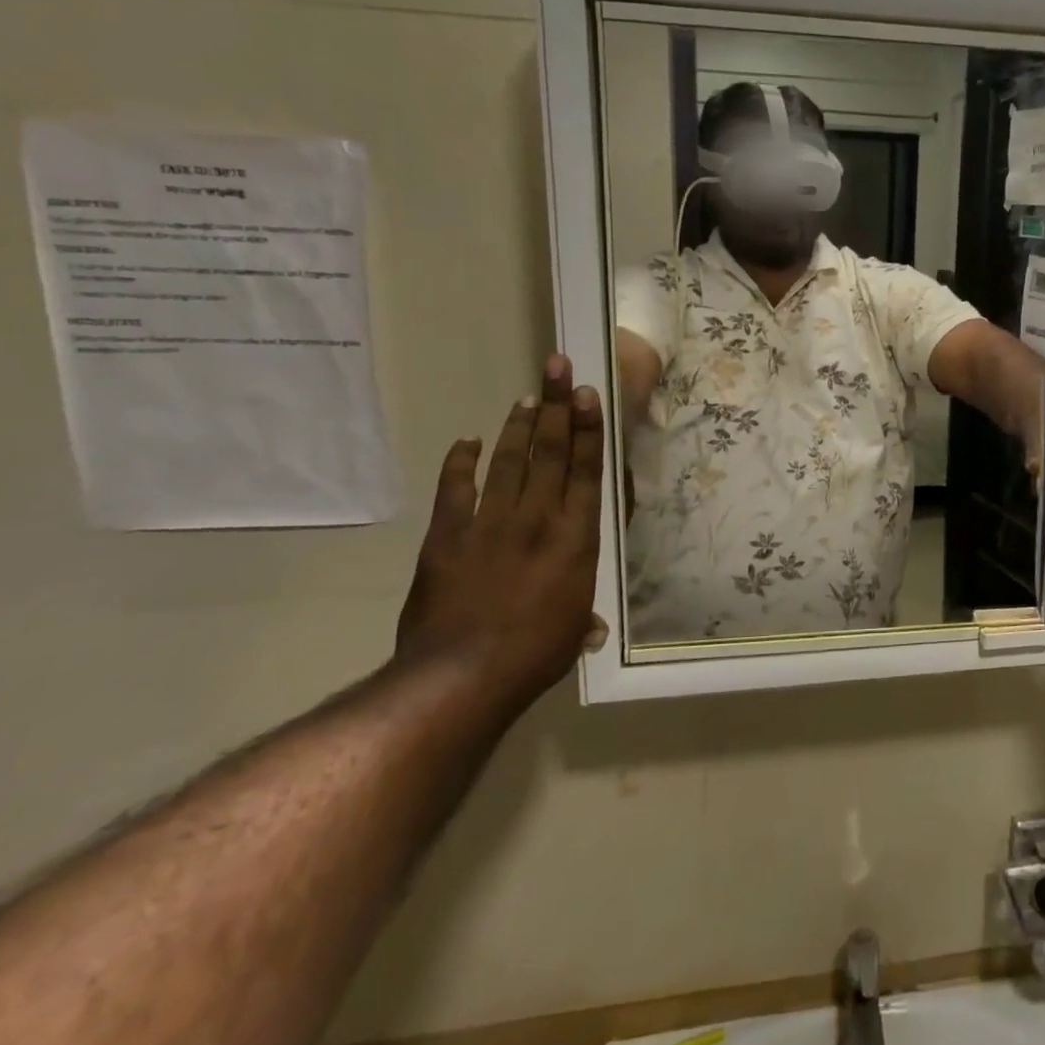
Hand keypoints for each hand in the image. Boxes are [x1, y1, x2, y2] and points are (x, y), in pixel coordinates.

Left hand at [396, 355, 608, 710]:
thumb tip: (595, 629)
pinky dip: (461, 462)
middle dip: (558, 407)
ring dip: (518, 426)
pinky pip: (456, 490)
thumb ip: (584, 617)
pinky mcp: (448, 537)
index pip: (585, 470)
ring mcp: (491, 524)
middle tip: (559, 368)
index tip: (589, 395)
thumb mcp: (572, 632)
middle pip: (550, 452)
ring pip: (509, 462)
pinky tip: (468, 441)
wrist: (461, 676)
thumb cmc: (533, 655)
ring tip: (529, 396)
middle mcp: (538, 519)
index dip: (588, 429)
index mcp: (576, 538)